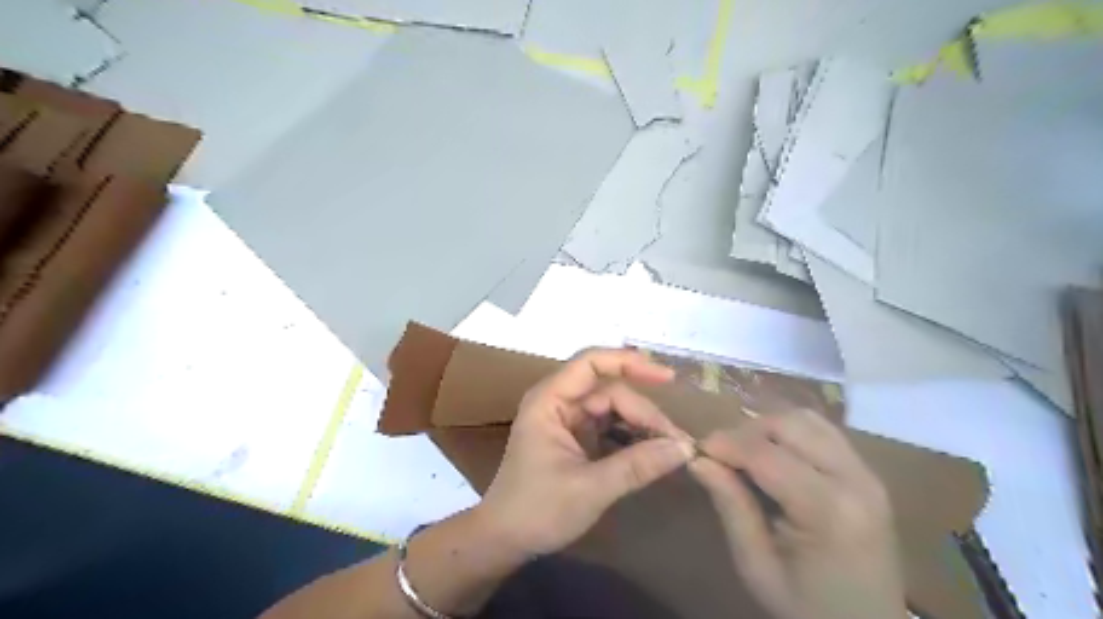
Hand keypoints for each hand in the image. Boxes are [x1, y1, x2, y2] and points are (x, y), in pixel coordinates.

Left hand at [475, 349, 697, 556]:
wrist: (504, 539)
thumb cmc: (537, 510)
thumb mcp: (590, 488)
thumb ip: (637, 465)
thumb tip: (684, 448)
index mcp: (550, 400)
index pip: (591, 363)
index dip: (629, 362)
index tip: (668, 378)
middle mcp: (558, 401)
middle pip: (609, 390)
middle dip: (643, 411)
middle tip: (677, 442)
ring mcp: (566, 419)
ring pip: (612, 408)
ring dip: (640, 424)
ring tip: (670, 447)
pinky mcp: (574, 437)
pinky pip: (608, 425)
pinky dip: (630, 436)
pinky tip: (651, 452)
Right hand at [687, 408, 904, 616]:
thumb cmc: (807, 607)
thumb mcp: (757, 565)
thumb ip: (731, 506)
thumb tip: (698, 460)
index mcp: (830, 510)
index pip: (766, 454)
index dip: (725, 444)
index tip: (697, 450)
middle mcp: (856, 480)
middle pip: (789, 425)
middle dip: (746, 431)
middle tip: (719, 454)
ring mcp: (867, 472)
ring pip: (806, 419)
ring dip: (768, 427)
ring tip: (745, 453)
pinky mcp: (867, 472)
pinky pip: (822, 431)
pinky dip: (790, 431)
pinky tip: (774, 454)